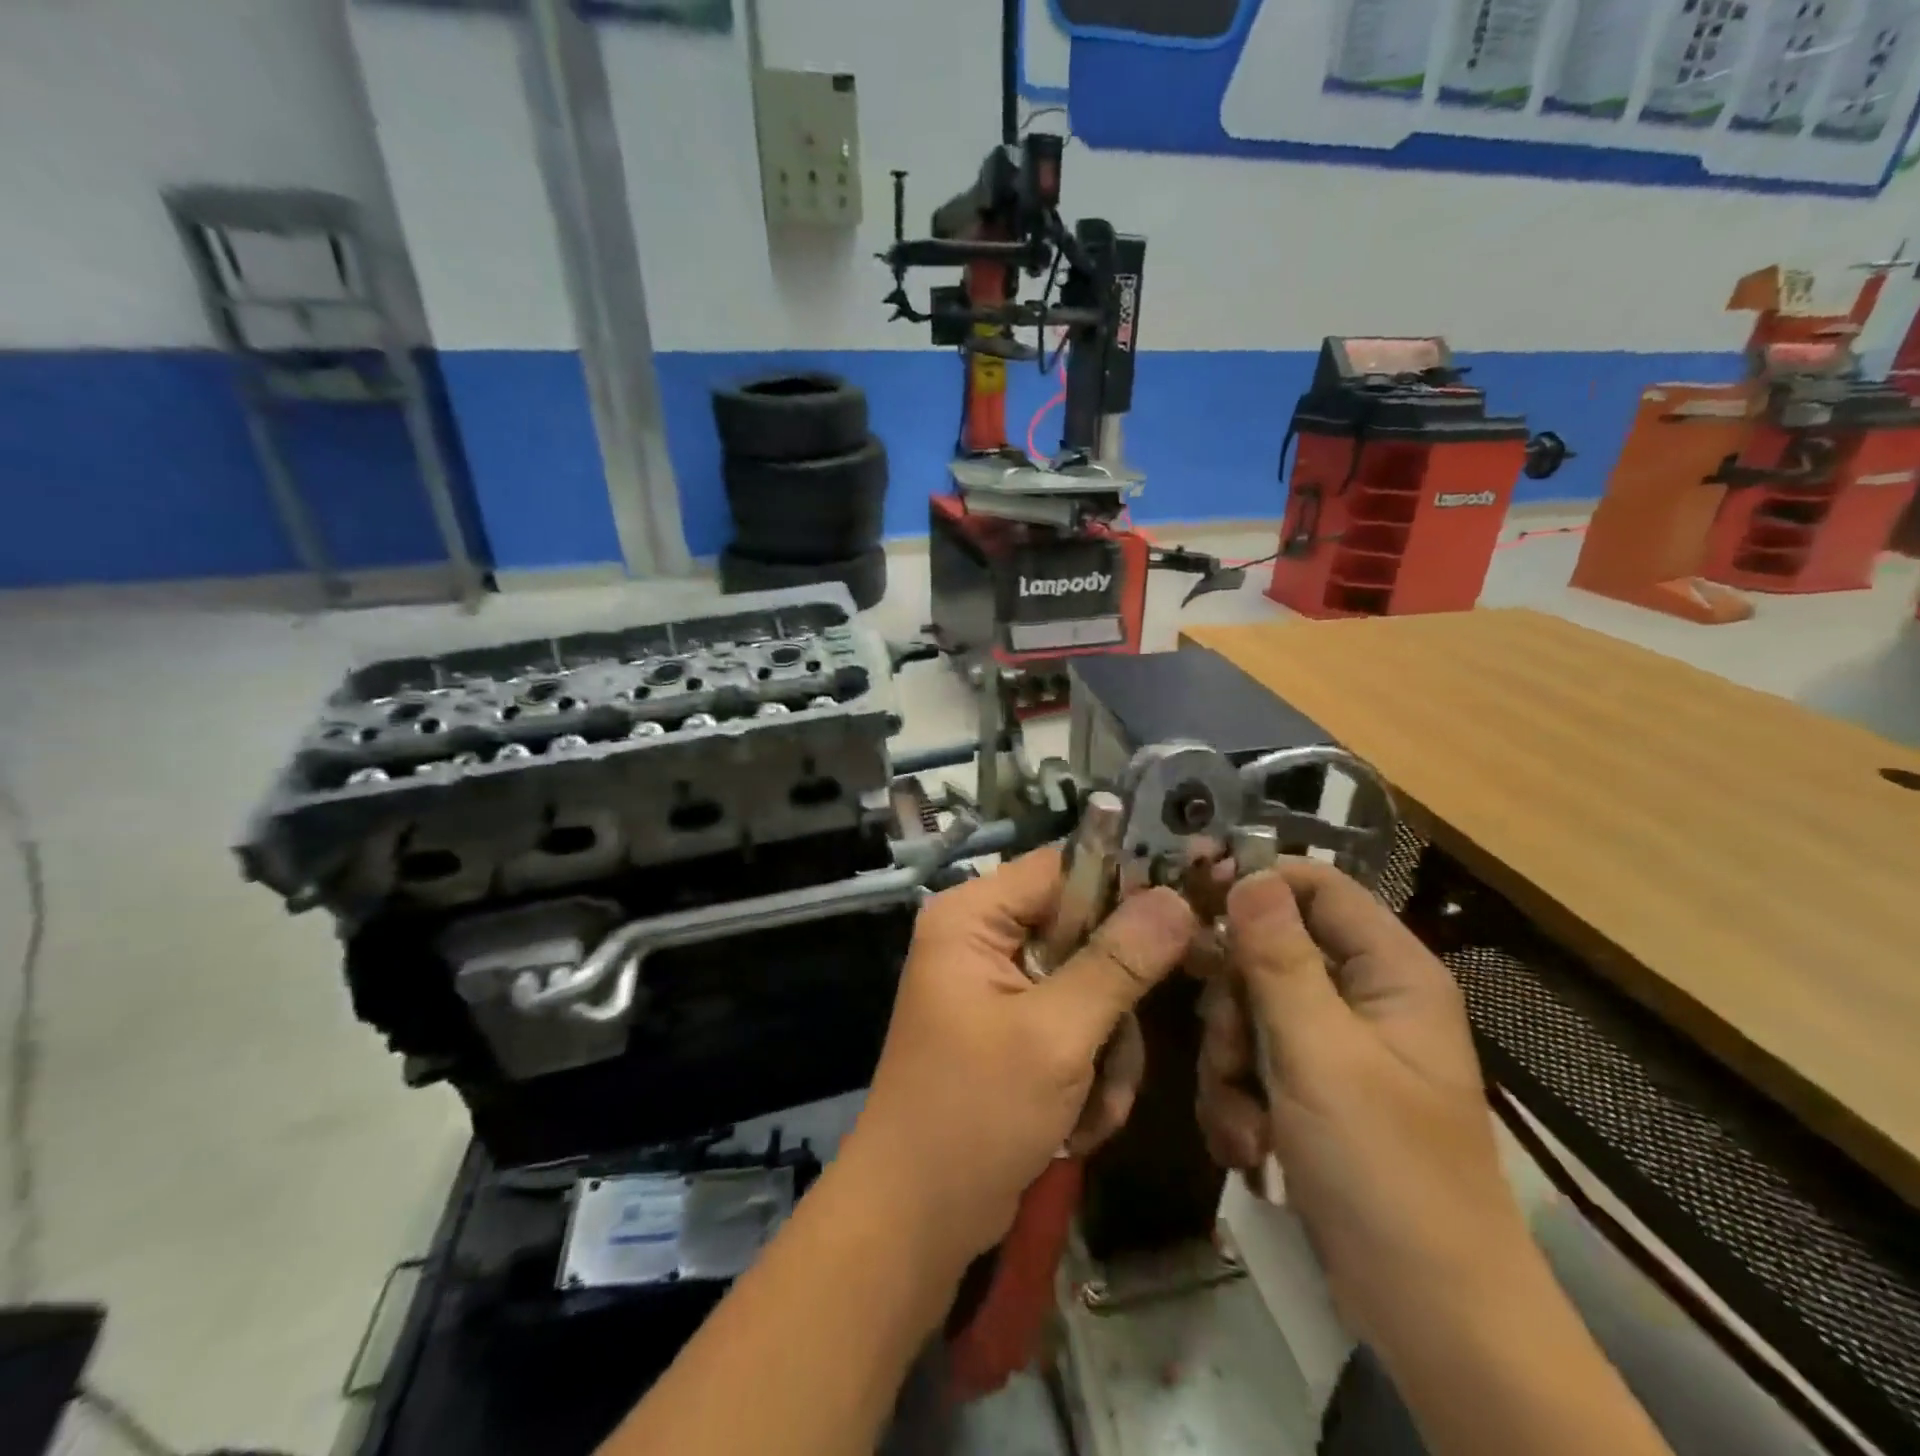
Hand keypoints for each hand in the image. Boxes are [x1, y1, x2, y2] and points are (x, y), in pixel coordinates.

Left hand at [845, 849, 1196, 1269]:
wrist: (916, 1220)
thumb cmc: (974, 1113)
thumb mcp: (1054, 1035)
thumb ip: (1117, 963)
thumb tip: (1176, 898)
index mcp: (973, 917)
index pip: (1063, 868)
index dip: (1125, 887)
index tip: (1186, 919)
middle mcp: (982, 940)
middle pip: (1083, 932)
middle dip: (1113, 1002)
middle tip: (1123, 1049)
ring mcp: (998, 988)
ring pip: (1090, 988)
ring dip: (1106, 1050)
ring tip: (1092, 1103)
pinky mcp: (1012, 1032)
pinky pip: (1076, 1027)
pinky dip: (1089, 1073)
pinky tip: (1078, 1123)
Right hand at [1196, 860, 1532, 1350]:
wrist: (1431, 1315)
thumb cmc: (1386, 1169)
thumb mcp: (1320, 1053)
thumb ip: (1278, 957)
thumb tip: (1248, 872)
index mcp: (1389, 972)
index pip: (1317, 886)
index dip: (1255, 880)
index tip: (1189, 892)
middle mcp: (1362, 998)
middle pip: (1268, 951)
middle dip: (1233, 1001)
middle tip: (1226, 1042)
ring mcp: (1334, 1047)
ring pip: (1248, 1010)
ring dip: (1229, 1059)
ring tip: (1243, 1115)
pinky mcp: (1311, 1091)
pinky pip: (1251, 1059)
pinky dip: (1237, 1097)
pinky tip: (1248, 1142)